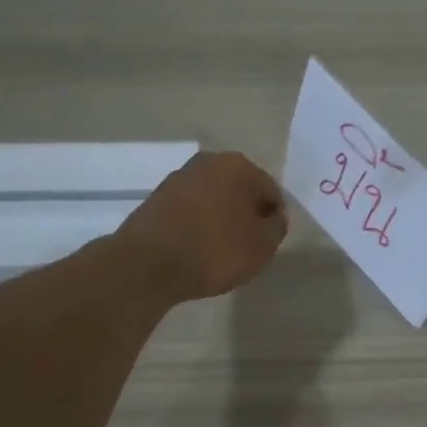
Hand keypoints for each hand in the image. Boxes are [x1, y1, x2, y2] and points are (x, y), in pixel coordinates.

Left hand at [114, 150, 287, 300]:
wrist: (149, 265)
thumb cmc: (215, 250)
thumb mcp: (263, 246)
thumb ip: (276, 227)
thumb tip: (272, 217)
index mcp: (238, 165)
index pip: (271, 192)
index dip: (273, 219)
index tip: (266, 243)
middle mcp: (208, 162)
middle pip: (240, 191)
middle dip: (245, 215)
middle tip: (244, 247)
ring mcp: (178, 178)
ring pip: (213, 199)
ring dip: (220, 219)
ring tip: (218, 251)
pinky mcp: (156, 198)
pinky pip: (190, 211)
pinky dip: (197, 225)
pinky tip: (195, 249)